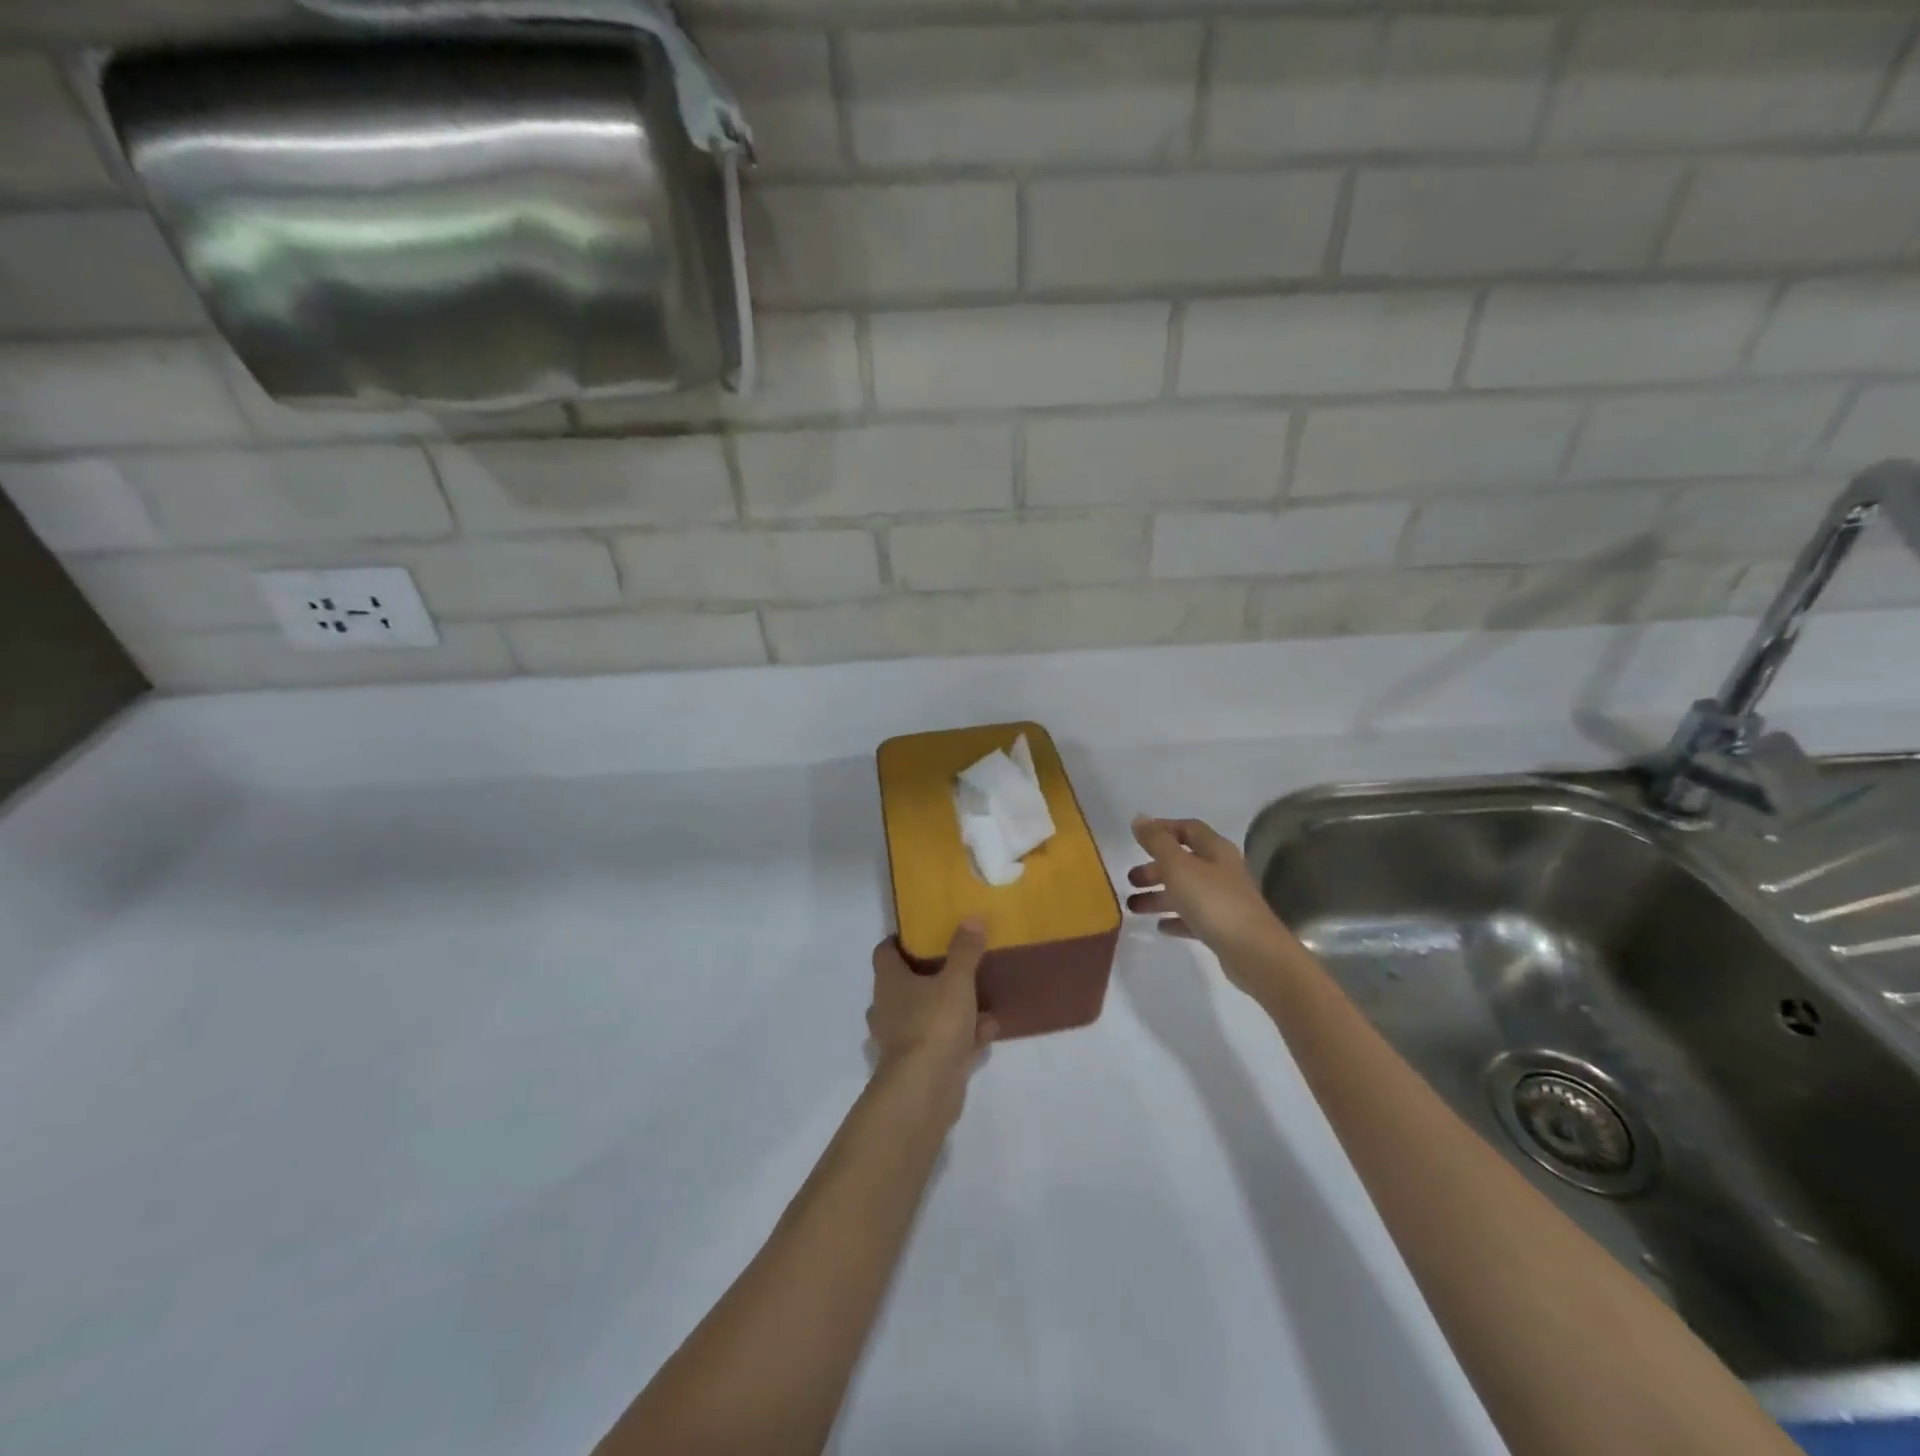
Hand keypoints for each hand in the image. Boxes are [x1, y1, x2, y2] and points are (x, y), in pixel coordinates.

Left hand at [867, 921, 998, 1083]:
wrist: (925, 1090)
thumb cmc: (934, 1024)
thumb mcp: (956, 980)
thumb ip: (965, 950)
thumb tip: (971, 917)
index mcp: (889, 982)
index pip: (885, 952)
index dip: (900, 941)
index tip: (923, 933)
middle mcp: (888, 1008)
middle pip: (903, 984)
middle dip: (928, 976)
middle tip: (955, 965)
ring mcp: (900, 1040)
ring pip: (924, 1016)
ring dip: (950, 1009)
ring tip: (980, 1001)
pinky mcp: (917, 1066)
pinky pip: (940, 1043)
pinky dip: (961, 1037)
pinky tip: (987, 1032)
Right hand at [1127, 816, 1288, 978]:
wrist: (1253, 952)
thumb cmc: (1212, 901)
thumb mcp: (1178, 866)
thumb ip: (1157, 842)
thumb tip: (1139, 818)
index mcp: (1215, 850)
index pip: (1189, 829)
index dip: (1164, 829)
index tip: (1138, 837)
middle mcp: (1222, 871)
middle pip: (1184, 862)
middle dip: (1155, 868)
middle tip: (1131, 879)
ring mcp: (1224, 901)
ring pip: (1186, 891)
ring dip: (1159, 896)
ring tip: (1133, 907)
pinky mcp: (1223, 928)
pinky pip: (1194, 918)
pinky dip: (1175, 919)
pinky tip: (1160, 927)